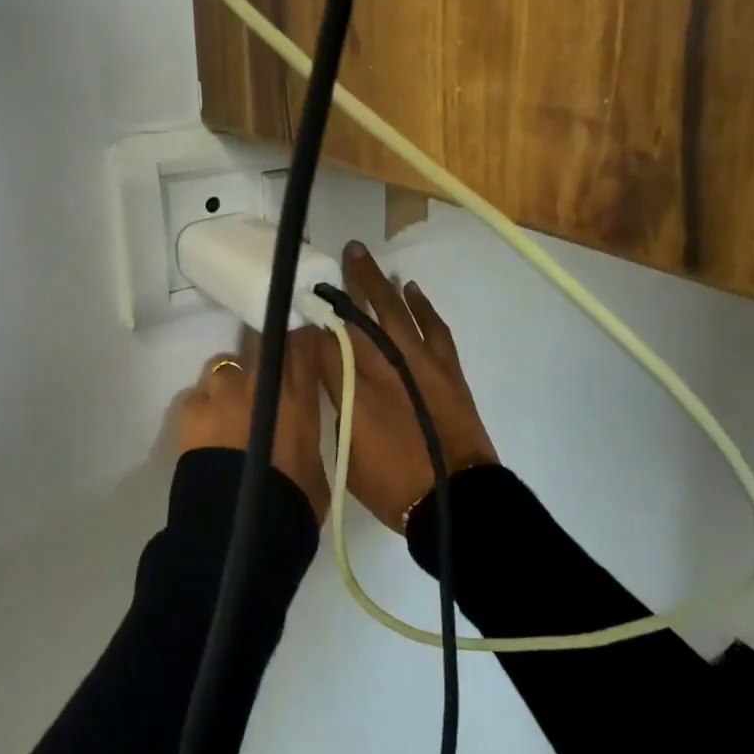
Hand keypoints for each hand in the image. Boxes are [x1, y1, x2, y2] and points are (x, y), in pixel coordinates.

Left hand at [177, 326, 330, 522]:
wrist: (237, 532)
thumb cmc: (291, 504)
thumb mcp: (315, 467)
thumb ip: (305, 434)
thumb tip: (297, 430)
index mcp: (297, 396)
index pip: (301, 343)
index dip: (301, 342)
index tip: (302, 346)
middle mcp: (259, 382)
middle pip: (262, 345)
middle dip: (265, 359)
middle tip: (266, 384)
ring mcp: (221, 392)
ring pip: (227, 368)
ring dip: (231, 385)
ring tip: (231, 412)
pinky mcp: (191, 409)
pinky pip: (199, 397)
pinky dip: (204, 409)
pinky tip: (206, 431)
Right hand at [317, 243, 497, 531]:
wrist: (454, 498)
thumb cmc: (391, 485)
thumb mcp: (345, 450)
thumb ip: (335, 405)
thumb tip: (328, 375)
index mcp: (351, 388)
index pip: (322, 341)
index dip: (309, 318)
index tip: (299, 298)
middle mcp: (382, 365)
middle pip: (356, 314)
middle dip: (340, 285)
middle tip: (328, 258)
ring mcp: (417, 361)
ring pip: (393, 309)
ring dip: (376, 280)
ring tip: (360, 255)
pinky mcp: (445, 366)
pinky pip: (432, 325)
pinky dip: (421, 305)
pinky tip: (410, 288)